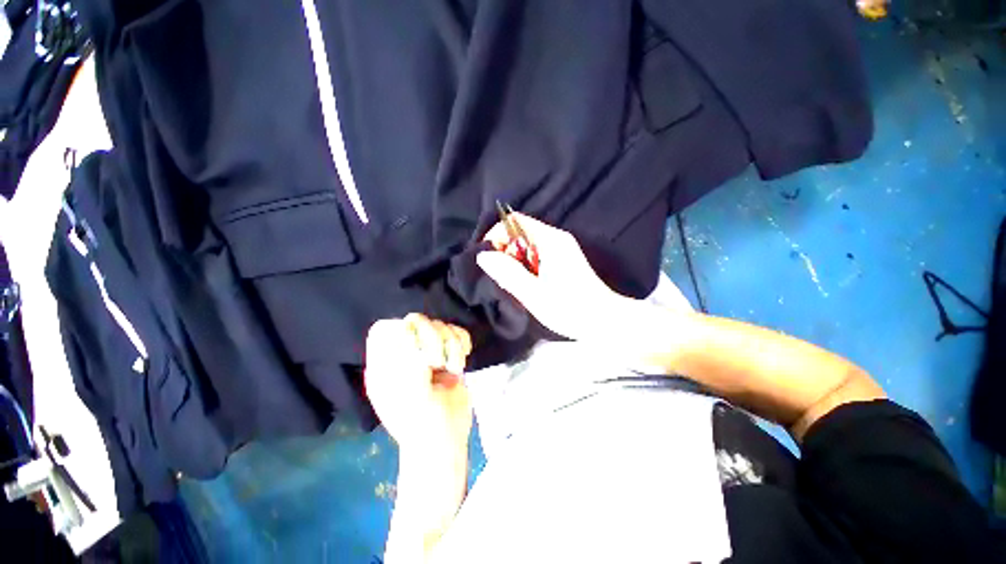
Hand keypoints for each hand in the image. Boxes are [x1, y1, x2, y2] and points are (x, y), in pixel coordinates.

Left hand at [364, 314, 472, 453]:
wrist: (447, 441)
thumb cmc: (422, 425)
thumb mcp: (410, 398)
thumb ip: (411, 365)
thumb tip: (421, 339)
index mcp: (384, 365)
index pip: (384, 329)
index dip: (402, 332)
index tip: (418, 350)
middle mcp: (404, 354)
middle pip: (417, 321)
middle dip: (433, 338)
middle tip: (438, 363)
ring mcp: (428, 352)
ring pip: (440, 325)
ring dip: (452, 345)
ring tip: (453, 368)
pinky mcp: (448, 354)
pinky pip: (456, 332)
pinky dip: (462, 341)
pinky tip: (460, 361)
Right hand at [476, 213, 631, 340]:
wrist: (604, 320)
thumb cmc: (571, 309)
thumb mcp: (534, 294)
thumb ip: (507, 273)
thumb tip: (483, 255)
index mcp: (550, 240)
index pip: (514, 221)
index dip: (496, 235)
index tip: (487, 258)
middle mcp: (555, 238)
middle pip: (519, 232)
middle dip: (505, 252)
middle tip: (502, 278)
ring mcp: (560, 248)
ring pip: (525, 245)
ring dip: (514, 262)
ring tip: (514, 285)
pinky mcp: (561, 259)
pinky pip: (535, 255)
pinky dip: (524, 267)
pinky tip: (526, 286)